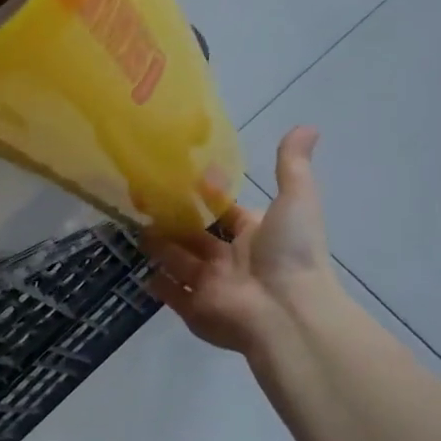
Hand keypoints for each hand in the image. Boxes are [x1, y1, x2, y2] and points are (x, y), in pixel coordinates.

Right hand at [142, 127, 346, 355]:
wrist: (287, 314)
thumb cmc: (289, 254)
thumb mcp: (296, 201)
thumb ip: (291, 166)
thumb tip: (307, 126)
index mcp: (253, 234)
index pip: (224, 211)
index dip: (205, 195)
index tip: (177, 175)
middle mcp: (230, 259)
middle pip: (195, 237)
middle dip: (173, 221)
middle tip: (141, 199)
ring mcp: (210, 286)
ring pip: (179, 262)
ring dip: (159, 247)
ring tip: (133, 227)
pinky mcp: (194, 309)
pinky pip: (171, 295)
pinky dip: (158, 284)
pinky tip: (141, 271)